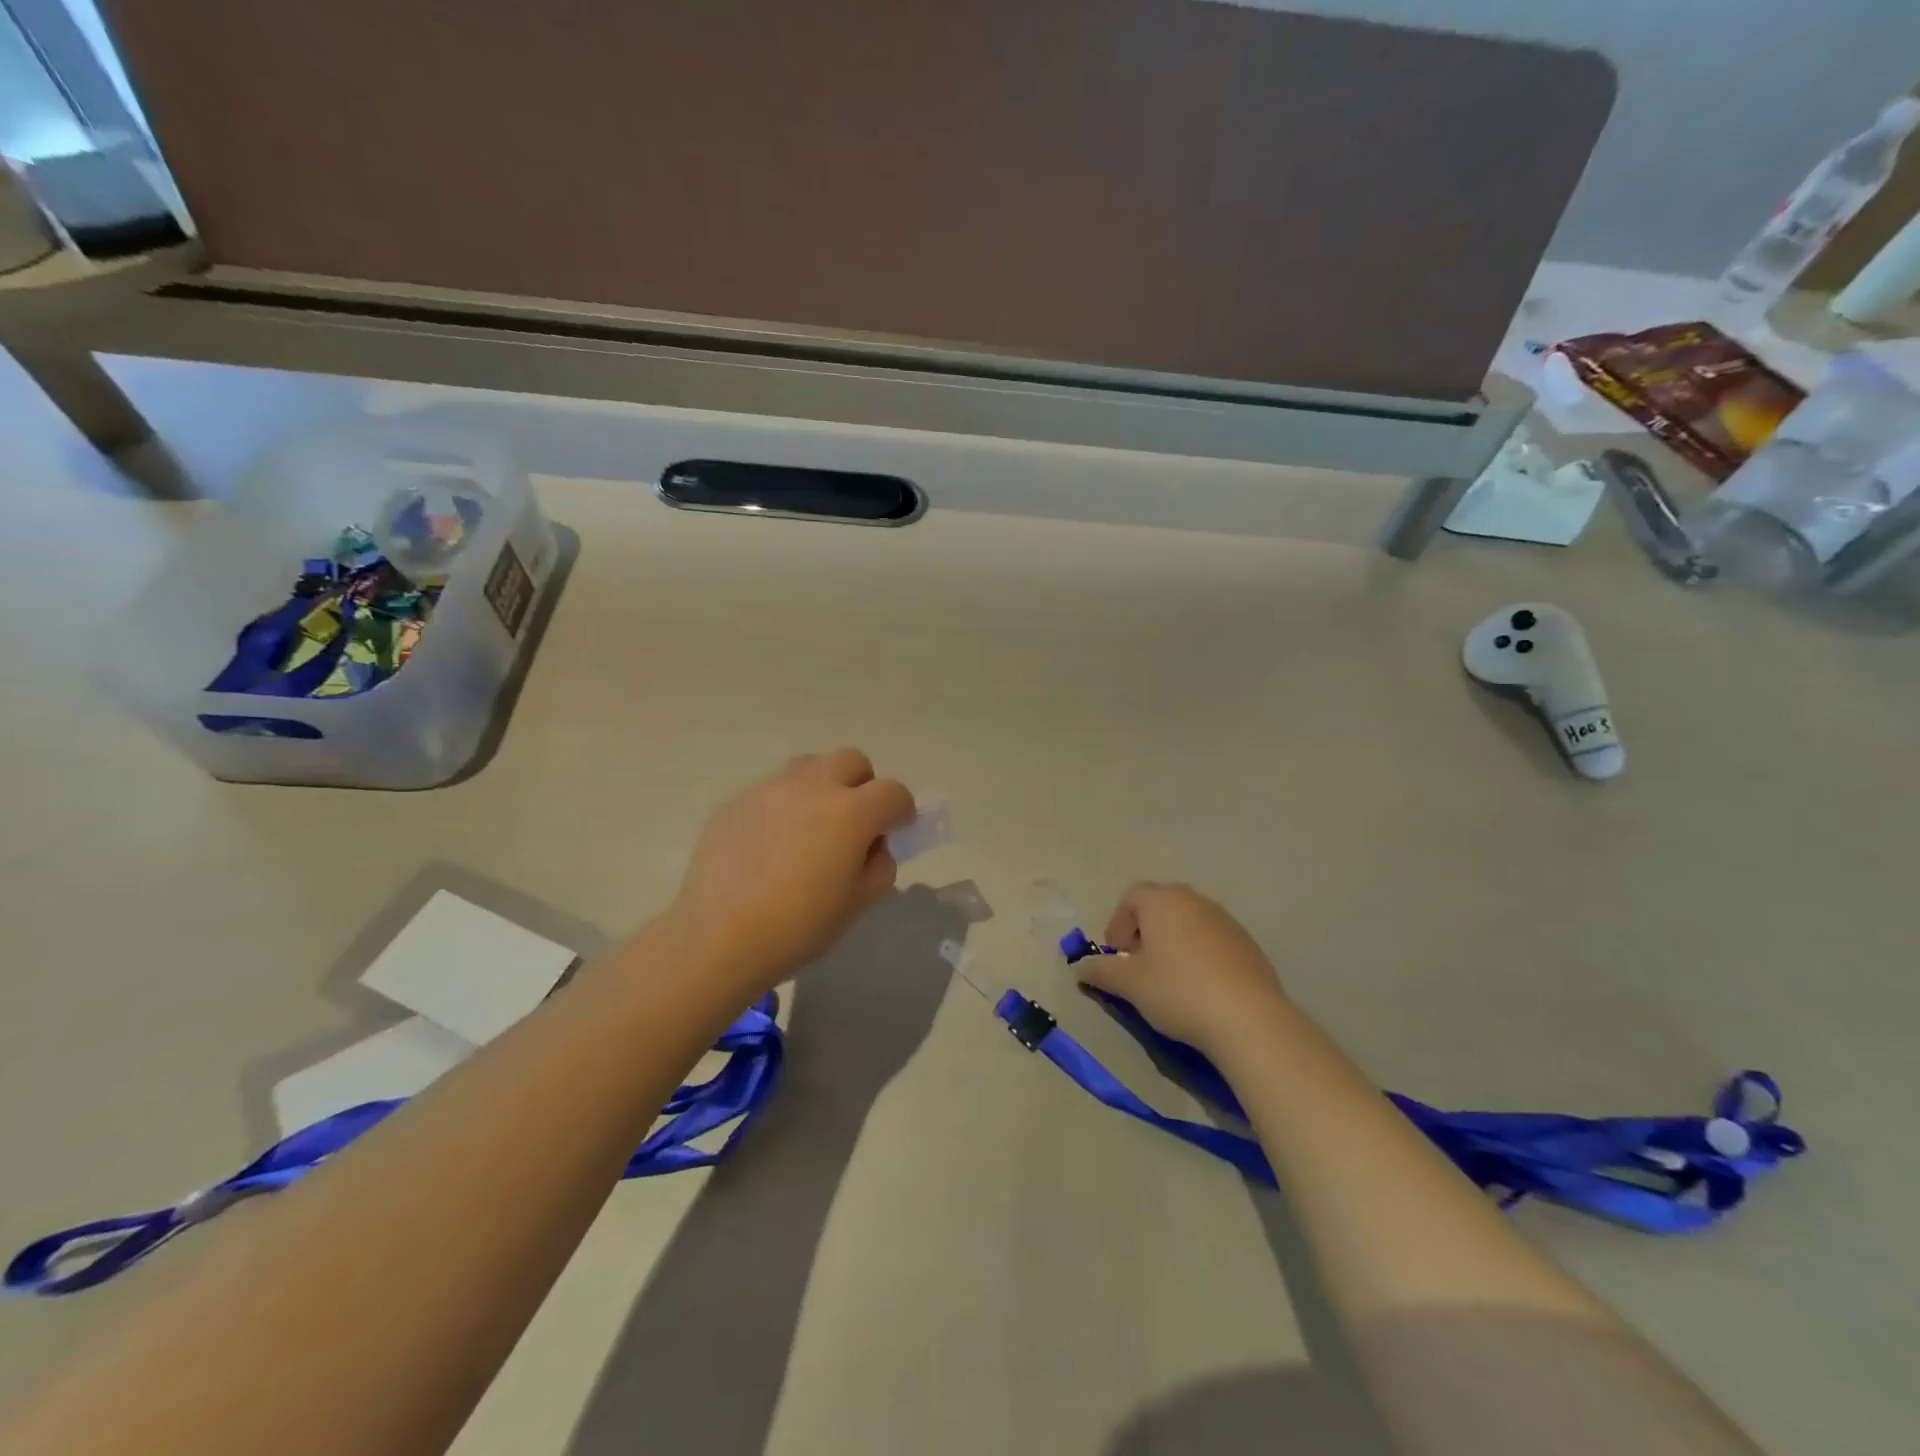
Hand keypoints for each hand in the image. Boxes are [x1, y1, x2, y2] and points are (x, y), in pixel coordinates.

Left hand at [668, 749, 915, 993]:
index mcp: (851, 812)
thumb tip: (872, 845)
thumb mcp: (858, 904)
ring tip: (810, 825)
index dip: (901, 810)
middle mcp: (813, 787)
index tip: (895, 830)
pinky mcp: (737, 801)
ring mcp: (770, 790)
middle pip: (852, 761)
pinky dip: (783, 806)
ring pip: (809, 766)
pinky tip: (769, 844)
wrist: (720, 936)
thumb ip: (879, 866)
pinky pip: (772, 790)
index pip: (894, 792)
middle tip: (853, 822)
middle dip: (863, 785)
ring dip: (822, 786)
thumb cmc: (800, 925)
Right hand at [1073, 883, 1288, 1055]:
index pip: (1131, 896)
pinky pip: (1212, 939)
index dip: (1118, 923)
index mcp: (1162, 901)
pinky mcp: (1248, 943)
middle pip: (1160, 904)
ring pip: (1188, 921)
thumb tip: (1079, 967)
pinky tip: (1200, 987)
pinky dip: (1199, 954)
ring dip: (1172, 941)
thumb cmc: (1177, 990)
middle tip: (1139, 964)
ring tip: (1169, 977)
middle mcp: (1194, 900)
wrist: (1248, 1017)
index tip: (1117, 955)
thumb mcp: (1129, 984)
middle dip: (1144, 929)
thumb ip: (1100, 971)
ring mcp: (1225, 920)